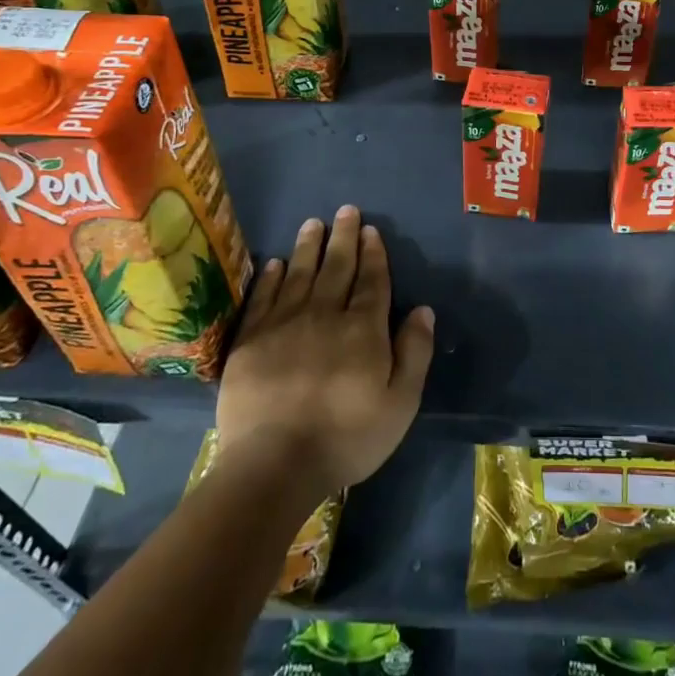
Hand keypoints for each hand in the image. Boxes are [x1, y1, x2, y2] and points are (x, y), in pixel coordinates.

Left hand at [214, 206, 435, 492]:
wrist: (273, 465)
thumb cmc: (346, 437)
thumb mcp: (400, 403)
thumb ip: (414, 352)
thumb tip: (423, 309)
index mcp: (363, 329)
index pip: (372, 281)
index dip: (373, 254)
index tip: (371, 230)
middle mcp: (325, 315)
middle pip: (337, 268)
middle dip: (343, 237)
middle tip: (346, 211)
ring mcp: (284, 324)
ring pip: (300, 274)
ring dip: (309, 246)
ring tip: (313, 222)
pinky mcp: (250, 341)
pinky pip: (264, 298)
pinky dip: (271, 277)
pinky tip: (276, 263)